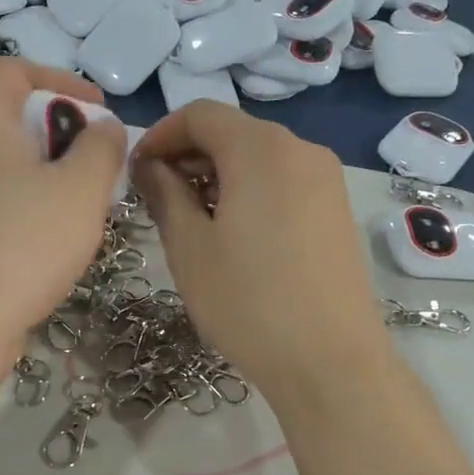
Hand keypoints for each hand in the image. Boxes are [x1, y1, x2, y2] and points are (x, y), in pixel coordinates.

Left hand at [0, 58, 124, 373]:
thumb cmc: (21, 242)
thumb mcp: (82, 188)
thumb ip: (102, 147)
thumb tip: (102, 128)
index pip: (16, 70)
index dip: (64, 83)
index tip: (100, 112)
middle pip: (7, 117)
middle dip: (58, 133)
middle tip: (94, 164)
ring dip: (42, 174)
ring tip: (77, 205)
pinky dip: (20, 205)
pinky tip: (44, 240)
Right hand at [133, 101, 390, 404]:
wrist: (330, 360)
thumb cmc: (247, 302)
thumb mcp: (189, 247)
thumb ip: (165, 194)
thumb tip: (151, 166)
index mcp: (260, 149)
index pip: (200, 114)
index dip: (160, 134)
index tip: (136, 172)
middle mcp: (300, 150)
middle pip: (232, 132)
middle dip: (188, 155)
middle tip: (157, 199)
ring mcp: (326, 179)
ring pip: (259, 157)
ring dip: (217, 175)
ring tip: (192, 221)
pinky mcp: (337, 210)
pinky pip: (283, 181)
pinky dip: (249, 191)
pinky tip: (234, 235)